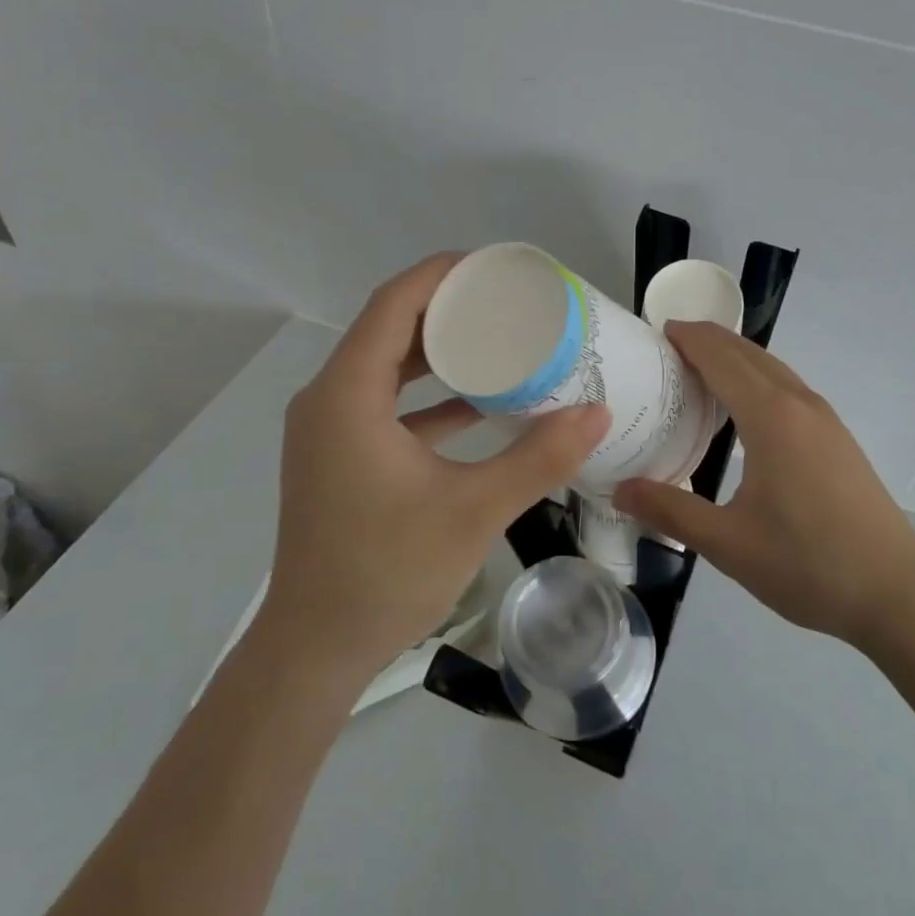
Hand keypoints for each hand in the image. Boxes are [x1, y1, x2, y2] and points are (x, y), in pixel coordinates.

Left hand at [265, 254, 608, 675]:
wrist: (316, 649)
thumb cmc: (387, 572)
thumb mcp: (474, 510)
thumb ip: (538, 458)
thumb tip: (598, 414)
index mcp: (348, 396)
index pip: (393, 305)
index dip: (441, 275)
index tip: (493, 266)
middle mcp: (329, 400)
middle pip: (389, 329)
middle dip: (447, 308)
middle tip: (507, 300)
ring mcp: (330, 431)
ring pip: (387, 367)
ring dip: (439, 351)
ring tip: (499, 340)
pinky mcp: (340, 457)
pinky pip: (386, 404)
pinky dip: (429, 396)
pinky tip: (479, 405)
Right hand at [613, 322, 914, 648]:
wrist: (895, 592)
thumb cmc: (808, 564)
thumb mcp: (728, 544)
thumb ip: (670, 511)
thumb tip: (620, 490)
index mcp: (771, 417)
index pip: (721, 357)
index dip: (688, 338)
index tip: (656, 332)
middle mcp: (800, 404)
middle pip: (748, 353)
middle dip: (708, 340)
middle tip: (666, 348)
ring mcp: (825, 419)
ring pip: (773, 368)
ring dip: (735, 358)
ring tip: (697, 372)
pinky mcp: (838, 438)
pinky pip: (788, 388)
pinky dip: (757, 379)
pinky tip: (743, 411)